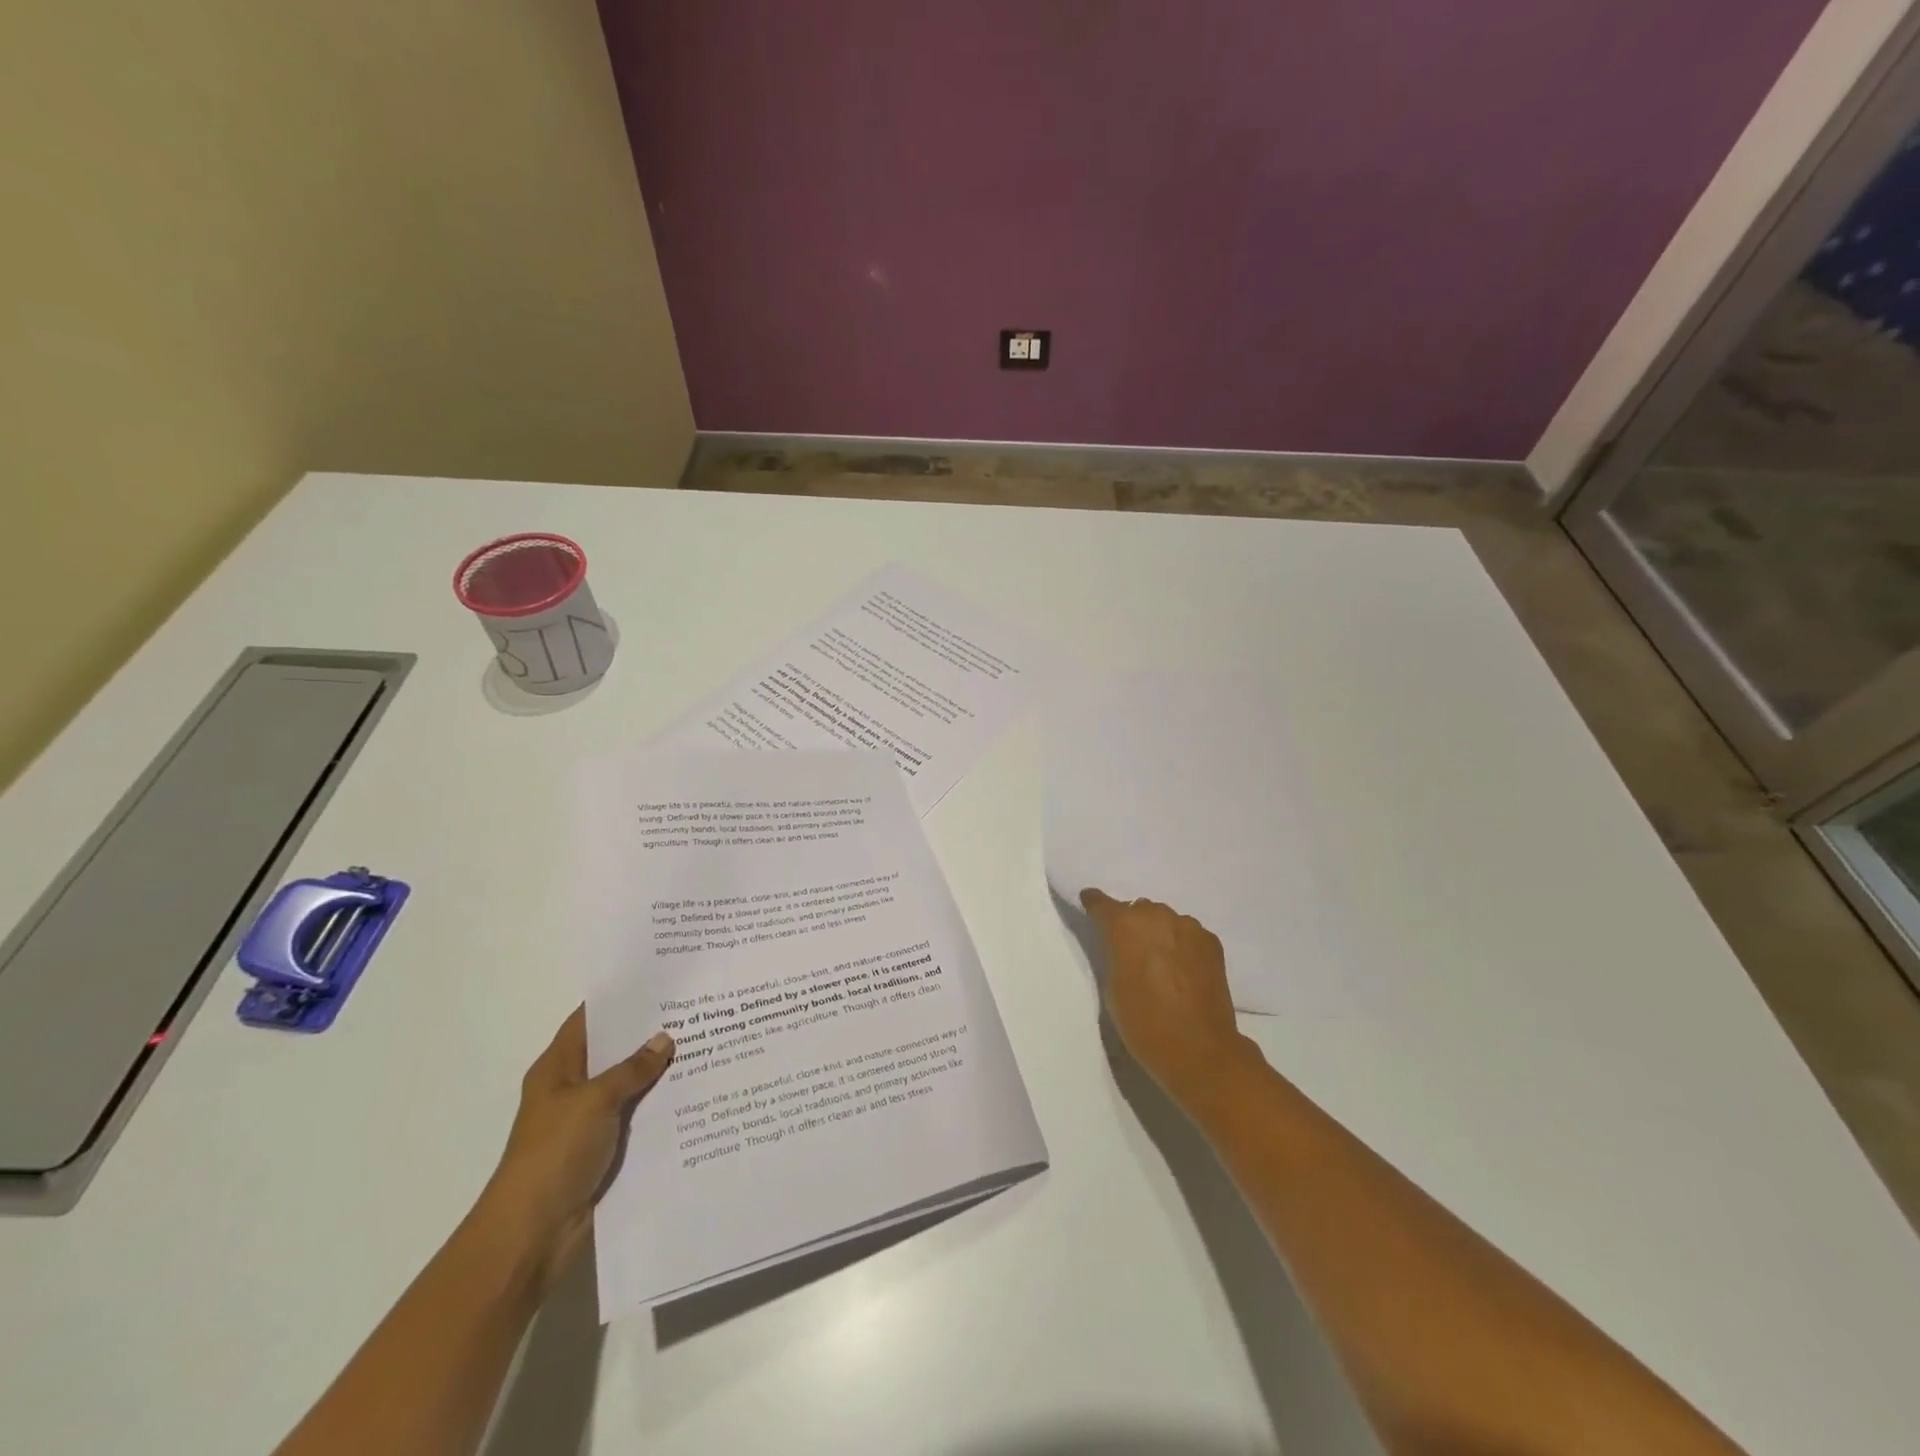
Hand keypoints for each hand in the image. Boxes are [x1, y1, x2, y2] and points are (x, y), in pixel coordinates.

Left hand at [474, 1007, 672, 1289]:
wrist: (534, 1233)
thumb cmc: (554, 1153)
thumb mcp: (595, 1100)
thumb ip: (632, 1068)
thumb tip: (665, 1039)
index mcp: (558, 1068)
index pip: (590, 1019)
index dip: (620, 998)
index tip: (660, 979)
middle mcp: (574, 1088)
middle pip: (615, 1049)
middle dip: (650, 1032)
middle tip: (696, 1007)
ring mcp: (591, 1119)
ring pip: (632, 1083)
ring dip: (660, 1070)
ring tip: (707, 1041)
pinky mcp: (607, 1147)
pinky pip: (639, 1114)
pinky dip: (662, 1103)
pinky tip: (697, 1089)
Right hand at [1080, 889, 1260, 1110]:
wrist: (1199, 1049)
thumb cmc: (1144, 1024)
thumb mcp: (1112, 988)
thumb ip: (1114, 955)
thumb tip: (1121, 945)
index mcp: (1125, 926)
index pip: (1102, 903)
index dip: (1094, 905)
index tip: (1089, 905)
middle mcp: (1156, 916)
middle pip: (1137, 909)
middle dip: (1131, 924)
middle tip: (1129, 949)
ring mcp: (1188, 927)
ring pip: (1164, 919)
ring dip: (1158, 932)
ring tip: (1159, 960)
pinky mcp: (1211, 942)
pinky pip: (1187, 933)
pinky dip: (1181, 944)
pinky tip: (1182, 968)